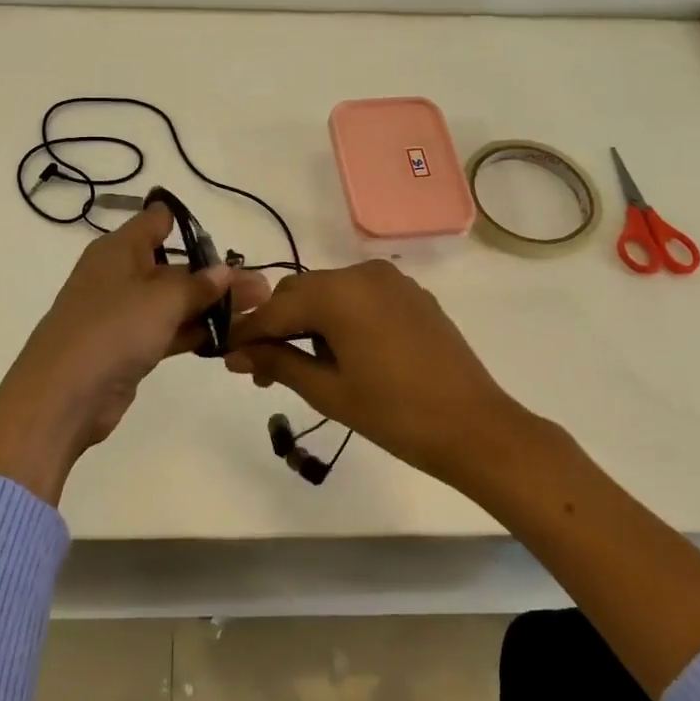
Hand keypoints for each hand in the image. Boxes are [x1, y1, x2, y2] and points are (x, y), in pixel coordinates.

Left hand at [0, 202, 269, 503]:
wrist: (61, 398)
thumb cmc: (110, 331)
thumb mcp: (161, 300)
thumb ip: (198, 284)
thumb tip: (225, 271)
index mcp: (118, 250)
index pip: (156, 222)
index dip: (188, 223)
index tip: (225, 237)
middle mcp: (119, 276)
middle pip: (174, 267)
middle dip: (216, 276)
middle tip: (262, 288)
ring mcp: (122, 315)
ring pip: (175, 303)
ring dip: (212, 307)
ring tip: (258, 312)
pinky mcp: (128, 348)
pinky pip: (168, 332)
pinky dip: (195, 333)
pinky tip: (230, 338)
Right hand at [222, 260, 526, 490]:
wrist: (475, 427)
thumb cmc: (394, 414)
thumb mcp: (328, 391)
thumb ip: (278, 362)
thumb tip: (234, 354)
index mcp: (338, 292)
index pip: (276, 308)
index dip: (247, 332)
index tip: (225, 355)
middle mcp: (362, 273)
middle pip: (301, 292)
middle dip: (276, 326)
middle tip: (261, 369)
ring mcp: (391, 281)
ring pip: (329, 293)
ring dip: (307, 321)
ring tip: (299, 365)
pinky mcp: (411, 294)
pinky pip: (359, 297)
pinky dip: (339, 317)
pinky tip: (337, 351)